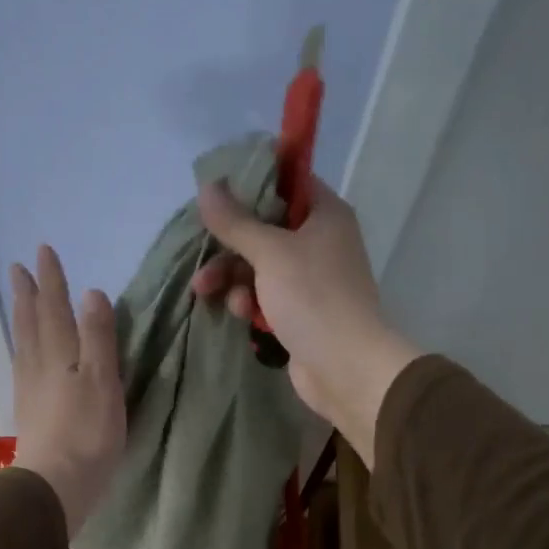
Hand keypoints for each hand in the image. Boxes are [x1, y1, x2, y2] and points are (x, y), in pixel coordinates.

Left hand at [9, 246, 124, 536]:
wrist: (56, 482)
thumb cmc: (88, 432)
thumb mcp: (102, 380)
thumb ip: (97, 337)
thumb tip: (91, 294)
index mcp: (60, 354)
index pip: (55, 308)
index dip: (51, 280)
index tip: (43, 251)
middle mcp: (39, 365)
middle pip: (31, 322)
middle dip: (28, 293)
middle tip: (18, 268)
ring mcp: (30, 389)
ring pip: (23, 342)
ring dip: (20, 316)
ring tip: (18, 300)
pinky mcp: (29, 411)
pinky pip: (21, 364)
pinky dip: (21, 347)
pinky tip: (22, 353)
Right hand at [191, 177, 421, 465]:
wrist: (345, 367)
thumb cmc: (313, 297)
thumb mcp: (271, 252)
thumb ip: (236, 221)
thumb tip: (207, 187)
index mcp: (325, 215)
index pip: (289, 181)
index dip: (253, 183)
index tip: (217, 192)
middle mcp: (320, 242)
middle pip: (265, 229)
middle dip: (230, 245)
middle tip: (202, 256)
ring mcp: (310, 280)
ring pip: (259, 266)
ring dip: (232, 277)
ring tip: (207, 292)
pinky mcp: (299, 313)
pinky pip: (265, 296)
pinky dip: (249, 301)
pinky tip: (240, 314)